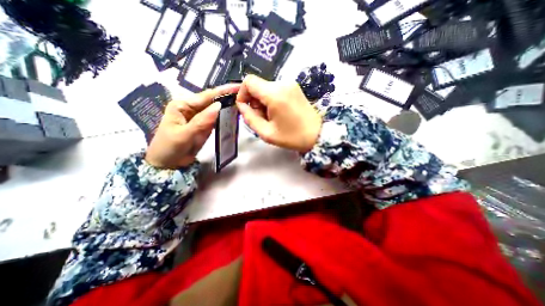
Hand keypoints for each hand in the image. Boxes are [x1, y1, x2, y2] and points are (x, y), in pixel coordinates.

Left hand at [146, 84, 238, 167]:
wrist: (168, 164)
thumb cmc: (169, 147)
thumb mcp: (183, 134)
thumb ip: (201, 121)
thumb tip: (219, 106)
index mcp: (183, 105)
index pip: (206, 96)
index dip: (222, 91)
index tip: (237, 86)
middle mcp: (193, 109)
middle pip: (213, 101)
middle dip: (228, 96)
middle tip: (245, 93)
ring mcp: (201, 118)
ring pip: (217, 110)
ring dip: (229, 106)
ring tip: (244, 101)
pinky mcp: (206, 126)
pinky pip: (218, 120)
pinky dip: (226, 116)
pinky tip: (235, 113)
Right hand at [237, 74, 319, 152]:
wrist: (317, 134)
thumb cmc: (292, 137)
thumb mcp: (266, 133)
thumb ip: (250, 118)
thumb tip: (241, 106)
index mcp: (275, 94)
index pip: (249, 82)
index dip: (242, 93)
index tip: (245, 108)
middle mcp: (283, 84)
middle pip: (257, 85)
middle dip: (254, 101)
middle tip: (261, 117)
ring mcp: (290, 84)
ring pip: (265, 88)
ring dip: (262, 102)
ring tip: (271, 117)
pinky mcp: (294, 87)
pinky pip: (275, 90)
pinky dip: (271, 99)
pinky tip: (277, 112)